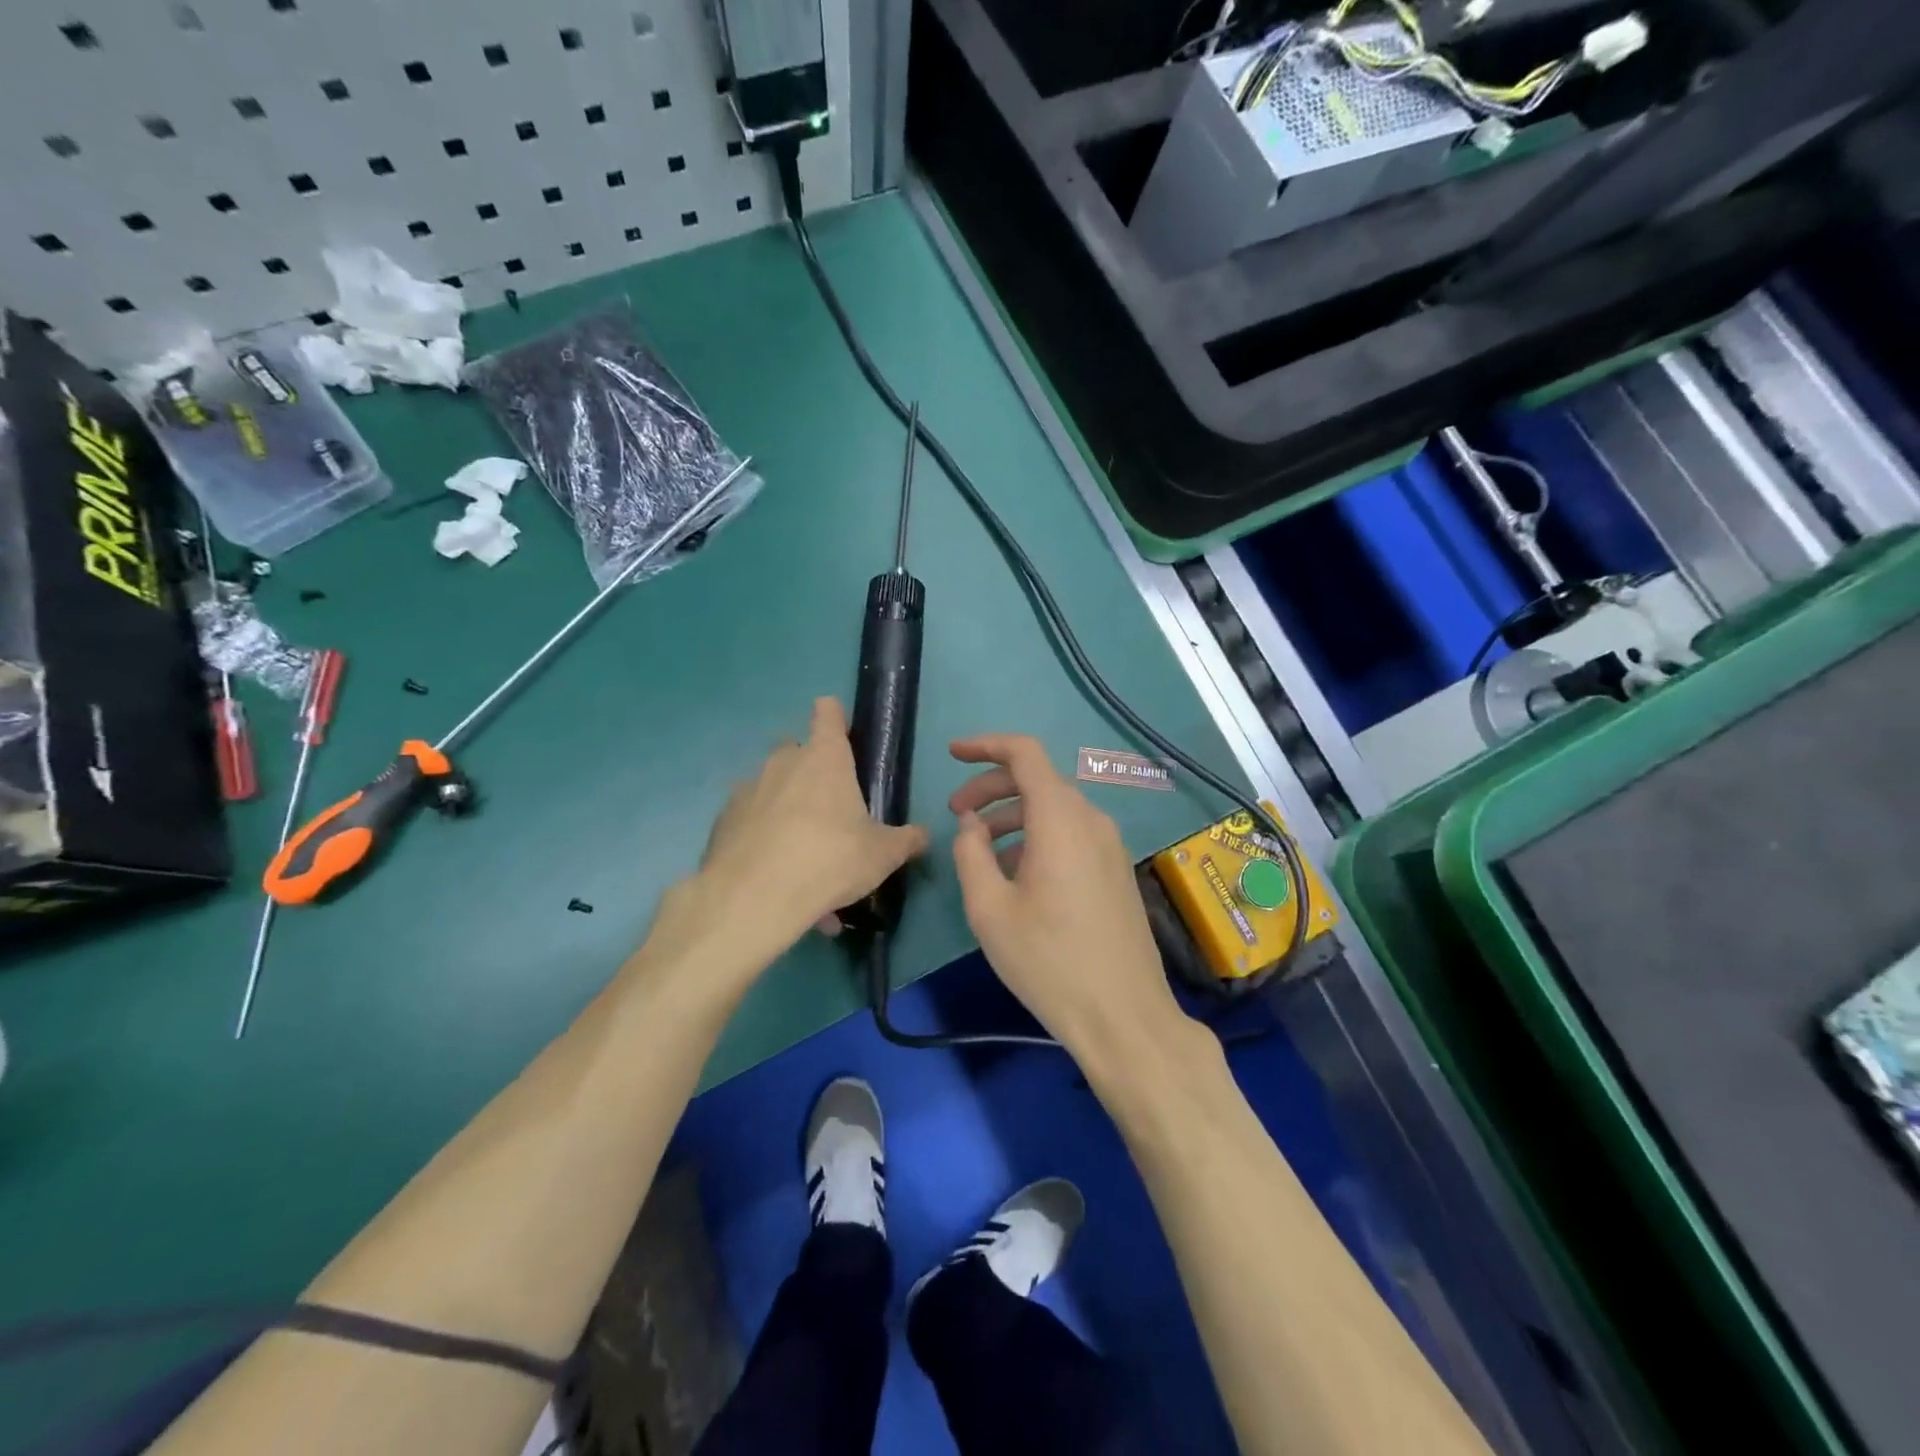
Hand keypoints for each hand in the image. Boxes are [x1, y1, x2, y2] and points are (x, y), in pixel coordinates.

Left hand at [697, 698, 928, 952]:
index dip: (835, 717)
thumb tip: (924, 835)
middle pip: (795, 748)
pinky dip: (761, 837)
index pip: (827, 713)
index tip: (842, 733)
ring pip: (769, 786)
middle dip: (809, 768)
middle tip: (827, 806)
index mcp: (825, 758)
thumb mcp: (882, 854)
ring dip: (784, 807)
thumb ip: (906, 840)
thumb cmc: (830, 859)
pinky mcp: (722, 821)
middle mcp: (783, 763)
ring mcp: (748, 789)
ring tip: (801, 853)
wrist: (754, 897)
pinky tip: (774, 872)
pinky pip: (749, 821)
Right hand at [948, 734, 1190, 1057]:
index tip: (952, 753)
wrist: (1123, 1015)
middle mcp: (1091, 820)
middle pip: (1038, 781)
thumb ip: (971, 853)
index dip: (985, 745)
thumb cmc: (1049, 961)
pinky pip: (1072, 834)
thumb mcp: (989, 909)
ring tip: (979, 848)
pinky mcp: (1116, 870)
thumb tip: (971, 823)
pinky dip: (1037, 836)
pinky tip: (1016, 873)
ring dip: (1012, 816)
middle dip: (991, 788)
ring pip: (1054, 809)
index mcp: (1060, 819)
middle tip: (956, 813)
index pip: (1025, 754)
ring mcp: (1110, 845)